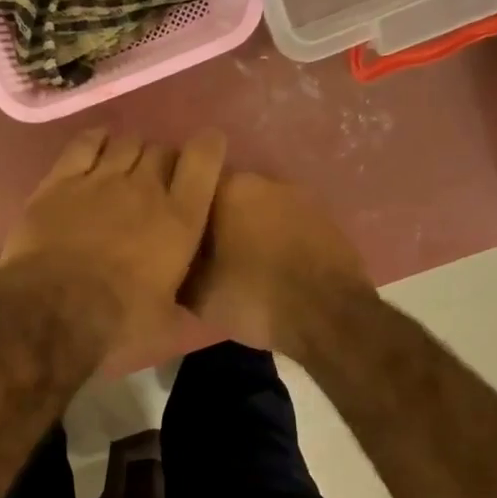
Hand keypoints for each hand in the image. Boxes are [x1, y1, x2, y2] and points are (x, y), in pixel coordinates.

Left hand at [0, 128, 226, 354]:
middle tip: (156, 180)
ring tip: (126, 166)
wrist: (53, 310)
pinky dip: (96, 140)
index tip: (207, 149)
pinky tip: (98, 145)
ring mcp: (101, 179)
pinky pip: (85, 143)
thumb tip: (180, 304)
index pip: (204, 160)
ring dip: (132, 150)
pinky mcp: (61, 180)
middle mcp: (145, 189)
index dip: (208, 148)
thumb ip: (177, 302)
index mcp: (180, 220)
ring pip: (126, 142)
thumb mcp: (164, 321)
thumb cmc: (117, 321)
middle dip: (163, 160)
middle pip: (162, 150)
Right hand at [183, 172, 370, 356]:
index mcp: (230, 188)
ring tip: (238, 262)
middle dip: (214, 219)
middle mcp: (265, 180)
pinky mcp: (326, 219)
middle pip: (226, 196)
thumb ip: (176, 266)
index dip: (179, 210)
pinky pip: (286, 224)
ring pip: (258, 209)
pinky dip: (275, 239)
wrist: (330, 316)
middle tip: (203, 252)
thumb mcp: (197, 293)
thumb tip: (166, 259)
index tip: (171, 235)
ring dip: (247, 228)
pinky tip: (271, 267)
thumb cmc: (255, 297)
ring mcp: (301, 197)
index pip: (190, 185)